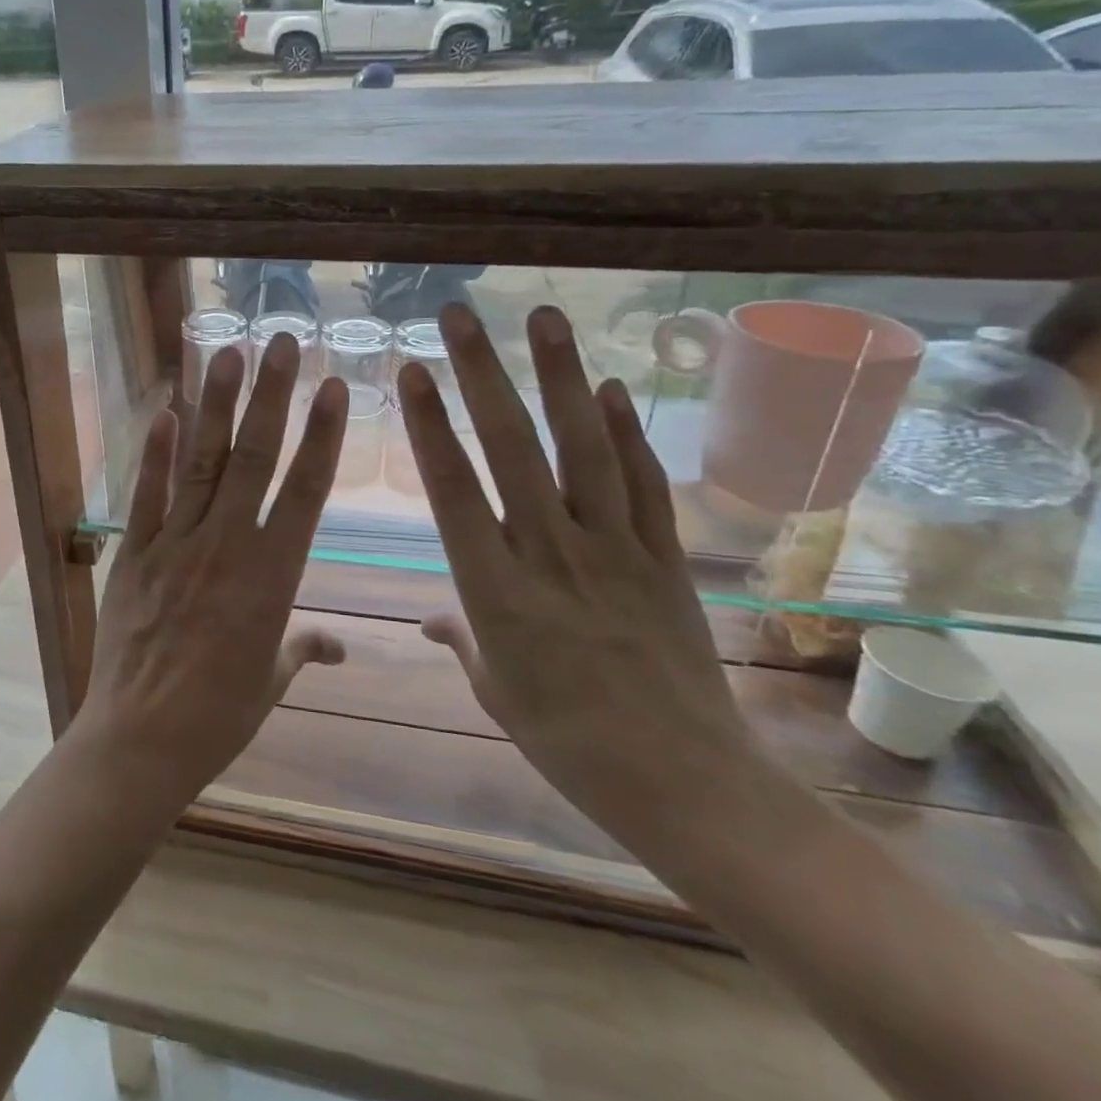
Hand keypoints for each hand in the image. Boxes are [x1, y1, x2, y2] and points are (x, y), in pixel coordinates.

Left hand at [73, 333, 348, 810]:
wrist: (142, 740)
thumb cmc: (219, 716)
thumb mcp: (271, 680)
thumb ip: (303, 648)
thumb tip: (338, 645)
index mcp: (273, 576)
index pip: (305, 490)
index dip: (322, 435)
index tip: (333, 388)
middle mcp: (227, 546)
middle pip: (255, 458)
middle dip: (272, 395)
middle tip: (283, 342)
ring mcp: (176, 544)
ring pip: (203, 462)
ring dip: (217, 405)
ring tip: (229, 354)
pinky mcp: (134, 554)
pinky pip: (147, 494)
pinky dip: (156, 452)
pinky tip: (165, 411)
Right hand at [397, 303, 756, 851]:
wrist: (686, 783)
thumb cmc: (567, 742)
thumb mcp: (495, 691)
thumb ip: (461, 639)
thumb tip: (429, 619)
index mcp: (496, 588)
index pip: (453, 489)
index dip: (430, 425)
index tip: (413, 371)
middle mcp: (551, 552)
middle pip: (513, 449)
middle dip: (482, 374)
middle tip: (460, 316)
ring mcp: (615, 549)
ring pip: (583, 448)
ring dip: (561, 377)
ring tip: (544, 317)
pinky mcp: (664, 559)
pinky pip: (644, 484)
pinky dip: (627, 433)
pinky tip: (609, 388)